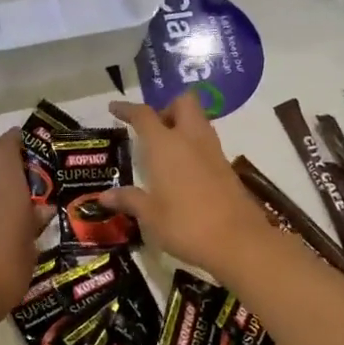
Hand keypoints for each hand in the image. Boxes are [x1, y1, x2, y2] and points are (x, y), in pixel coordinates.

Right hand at [97, 96, 268, 274]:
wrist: (238, 241)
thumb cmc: (185, 225)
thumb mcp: (150, 215)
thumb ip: (129, 200)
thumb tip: (104, 196)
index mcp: (165, 145)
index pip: (144, 115)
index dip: (127, 109)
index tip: (114, 108)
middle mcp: (190, 139)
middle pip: (183, 103)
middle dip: (166, 109)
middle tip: (151, 131)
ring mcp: (213, 151)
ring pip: (198, 121)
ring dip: (182, 126)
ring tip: (165, 151)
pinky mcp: (227, 167)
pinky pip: (207, 143)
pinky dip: (193, 146)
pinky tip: (183, 170)